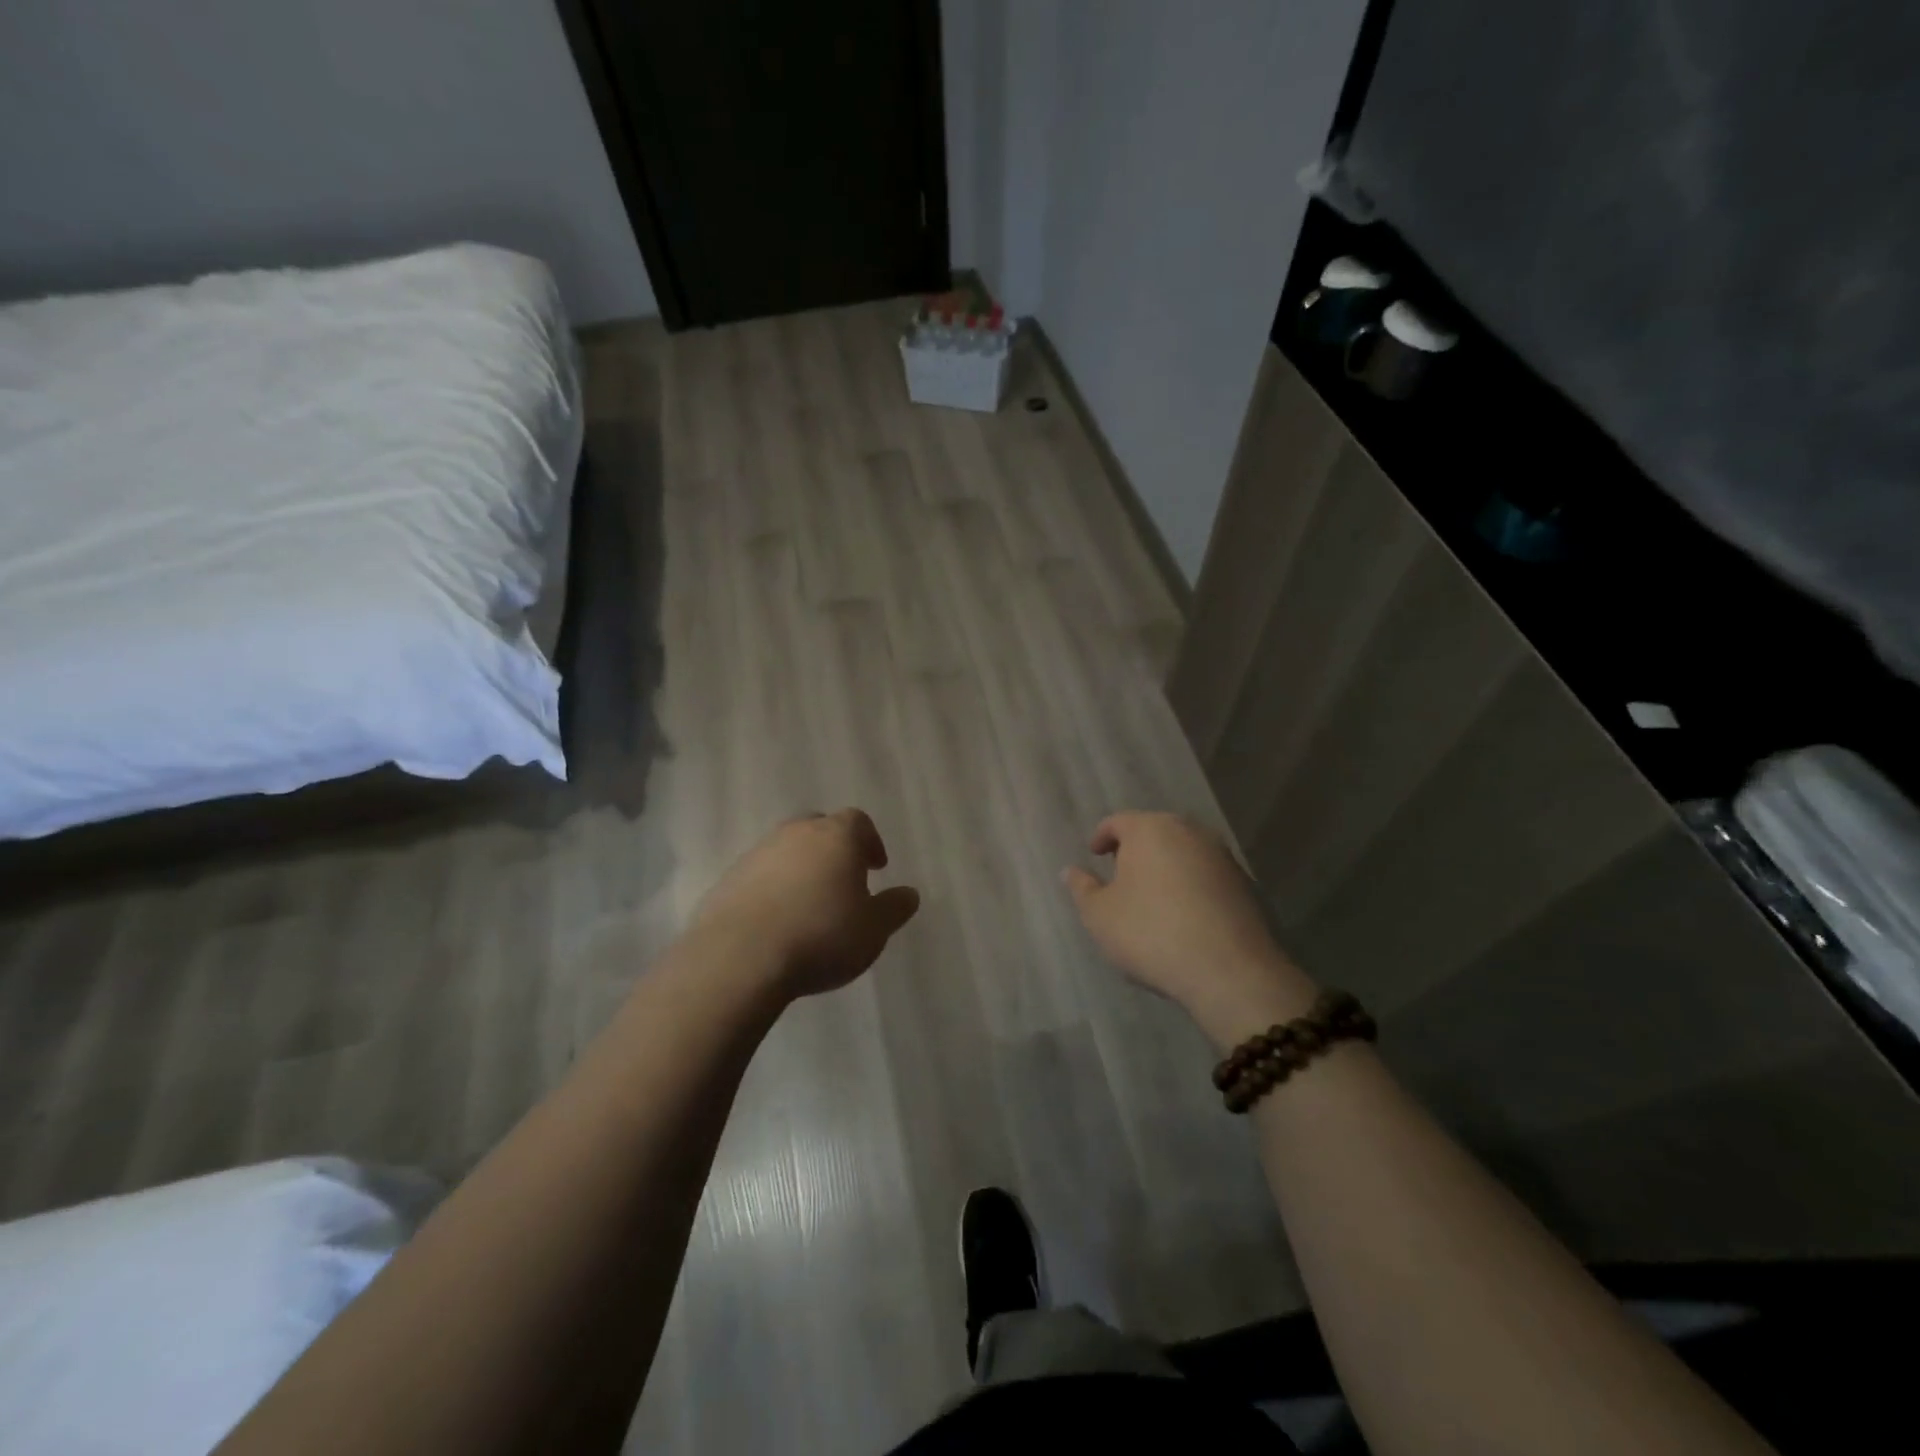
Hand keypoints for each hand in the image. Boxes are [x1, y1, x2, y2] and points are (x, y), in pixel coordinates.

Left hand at [691, 810, 920, 999]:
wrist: (739, 958)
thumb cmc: (821, 936)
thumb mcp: (873, 930)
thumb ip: (894, 908)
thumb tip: (909, 894)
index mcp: (836, 837)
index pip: (858, 821)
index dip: (870, 841)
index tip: (876, 867)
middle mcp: (795, 834)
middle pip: (819, 828)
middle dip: (834, 849)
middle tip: (843, 880)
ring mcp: (757, 854)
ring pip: (786, 850)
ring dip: (801, 869)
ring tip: (809, 905)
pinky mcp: (728, 880)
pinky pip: (759, 876)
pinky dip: (772, 889)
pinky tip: (777, 921)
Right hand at [1063, 811, 1318, 1048]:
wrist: (1229, 970)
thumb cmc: (1151, 933)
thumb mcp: (1100, 915)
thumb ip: (1082, 888)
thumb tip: (1070, 870)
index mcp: (1150, 829)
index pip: (1118, 822)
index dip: (1102, 836)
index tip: (1094, 854)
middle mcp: (1188, 831)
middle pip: (1155, 831)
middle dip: (1135, 848)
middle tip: (1120, 872)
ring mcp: (1221, 856)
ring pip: (1183, 851)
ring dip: (1165, 866)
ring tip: (1151, 895)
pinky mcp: (1245, 883)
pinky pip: (1206, 874)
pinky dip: (1190, 884)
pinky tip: (1183, 913)